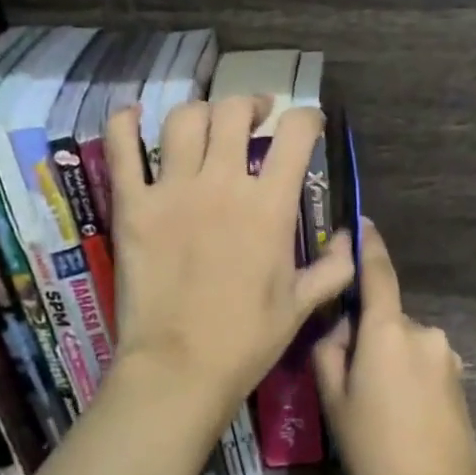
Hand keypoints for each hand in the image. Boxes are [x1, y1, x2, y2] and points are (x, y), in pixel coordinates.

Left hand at [106, 96, 354, 420]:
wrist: (181, 368)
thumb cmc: (247, 340)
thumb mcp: (301, 305)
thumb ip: (333, 268)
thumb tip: (354, 239)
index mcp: (269, 206)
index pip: (295, 134)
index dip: (307, 119)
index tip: (308, 124)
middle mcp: (222, 184)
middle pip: (234, 113)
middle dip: (251, 105)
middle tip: (255, 117)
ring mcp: (172, 191)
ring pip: (184, 120)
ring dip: (201, 112)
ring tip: (207, 124)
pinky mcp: (132, 206)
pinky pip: (121, 149)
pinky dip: (124, 124)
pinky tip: (131, 116)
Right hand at [312, 221, 475, 474]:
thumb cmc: (376, 450)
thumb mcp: (335, 403)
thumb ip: (330, 353)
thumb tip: (340, 330)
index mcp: (388, 331)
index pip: (378, 273)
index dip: (368, 245)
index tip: (361, 224)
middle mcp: (422, 331)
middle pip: (384, 317)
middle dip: (363, 333)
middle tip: (343, 378)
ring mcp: (445, 355)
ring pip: (402, 342)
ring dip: (385, 357)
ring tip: (372, 407)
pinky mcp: (457, 378)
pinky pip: (421, 361)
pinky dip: (404, 373)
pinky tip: (397, 415)